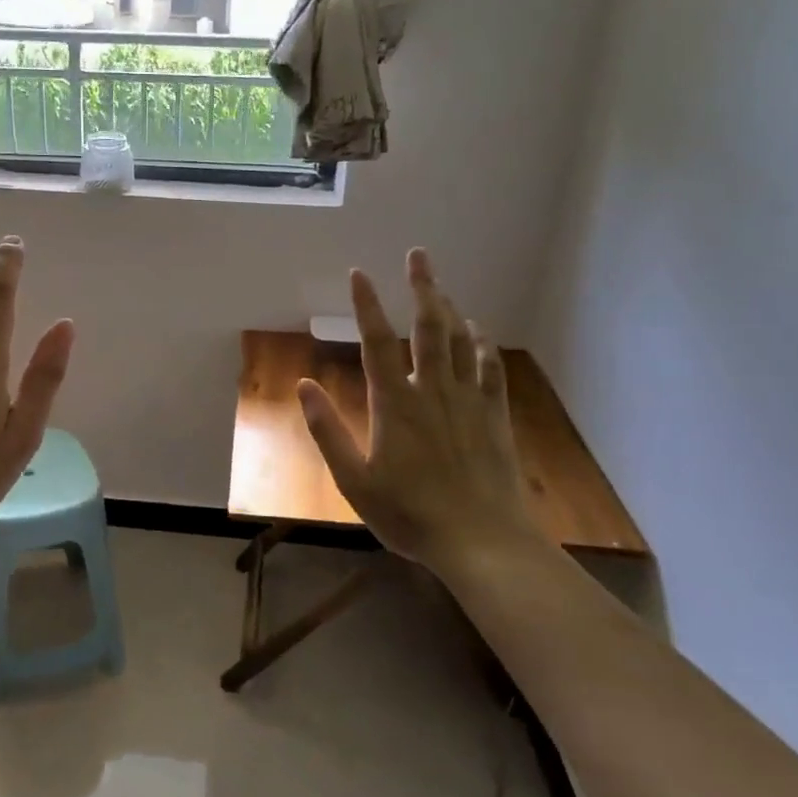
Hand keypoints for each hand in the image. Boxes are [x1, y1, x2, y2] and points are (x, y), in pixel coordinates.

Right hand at [299, 250, 541, 570]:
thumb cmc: (409, 514)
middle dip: (422, 287)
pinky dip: (482, 345)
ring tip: (440, 287)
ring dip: (449, 309)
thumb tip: (303, 385)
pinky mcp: (493, 417)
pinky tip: (478, 332)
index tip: (359, 274)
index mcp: (394, 403)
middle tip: (418, 255)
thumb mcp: (354, 481)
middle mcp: (432, 390)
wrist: (482, 541)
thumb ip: (327, 431)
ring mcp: (468, 401)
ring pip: (460, 341)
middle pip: (428, 327)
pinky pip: (489, 369)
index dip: (366, 305)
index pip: (376, 342)